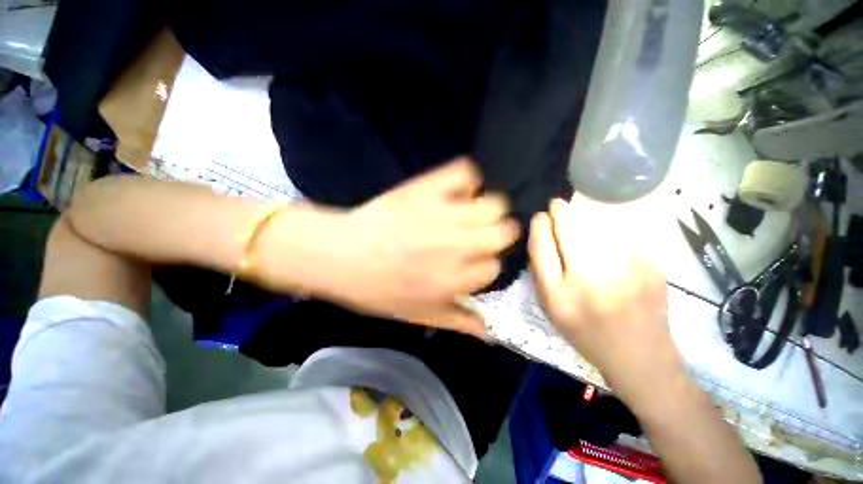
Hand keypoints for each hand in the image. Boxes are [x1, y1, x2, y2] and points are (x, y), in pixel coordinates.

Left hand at [303, 158, 519, 336]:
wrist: (339, 255)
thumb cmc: (376, 290)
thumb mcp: (419, 315)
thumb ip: (458, 321)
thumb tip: (489, 331)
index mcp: (455, 279)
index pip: (494, 267)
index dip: (484, 265)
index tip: (472, 262)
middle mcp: (457, 245)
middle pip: (503, 232)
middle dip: (497, 235)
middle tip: (478, 236)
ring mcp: (443, 214)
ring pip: (492, 204)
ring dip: (487, 210)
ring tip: (470, 214)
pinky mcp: (426, 189)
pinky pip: (463, 173)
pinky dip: (466, 180)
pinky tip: (456, 191)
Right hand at [528, 197, 681, 405]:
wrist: (640, 357)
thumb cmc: (586, 333)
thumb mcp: (552, 308)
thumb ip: (543, 273)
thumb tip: (543, 235)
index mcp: (558, 296)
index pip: (541, 247)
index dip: (539, 225)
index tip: (540, 215)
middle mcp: (589, 282)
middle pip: (569, 231)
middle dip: (560, 212)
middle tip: (557, 205)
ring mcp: (625, 273)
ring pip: (597, 228)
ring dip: (584, 221)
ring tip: (580, 223)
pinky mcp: (651, 268)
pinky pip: (621, 238)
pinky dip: (610, 235)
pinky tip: (610, 247)